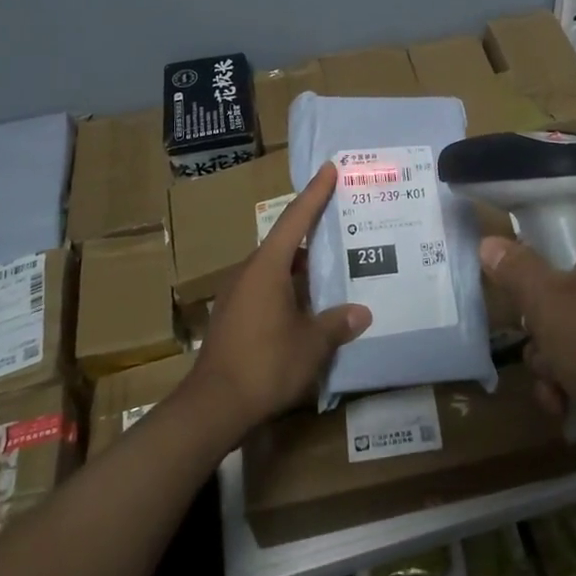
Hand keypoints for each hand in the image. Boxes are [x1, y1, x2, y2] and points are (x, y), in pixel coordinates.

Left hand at [189, 163, 370, 432]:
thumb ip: (337, 324)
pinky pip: (267, 288)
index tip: (329, 169)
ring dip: (302, 265)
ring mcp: (237, 294)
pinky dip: (289, 287)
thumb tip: (362, 313)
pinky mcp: (233, 316)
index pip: (295, 219)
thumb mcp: (311, 344)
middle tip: (342, 221)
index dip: (315, 193)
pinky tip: (308, 303)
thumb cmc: (266, 364)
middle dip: (313, 231)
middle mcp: (249, 271)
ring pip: (276, 268)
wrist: (213, 406)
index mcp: (267, 266)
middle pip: (285, 242)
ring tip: (333, 264)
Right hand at [480, 208, 575, 449]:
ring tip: (552, 379)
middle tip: (533, 332)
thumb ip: (516, 269)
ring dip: (549, 351)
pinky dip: (570, 370)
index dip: (526, 238)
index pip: (560, 214)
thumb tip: (489, 242)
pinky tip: (562, 401)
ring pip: (567, 312)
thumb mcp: (550, 307)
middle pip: (558, 269)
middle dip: (536, 314)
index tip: (505, 266)